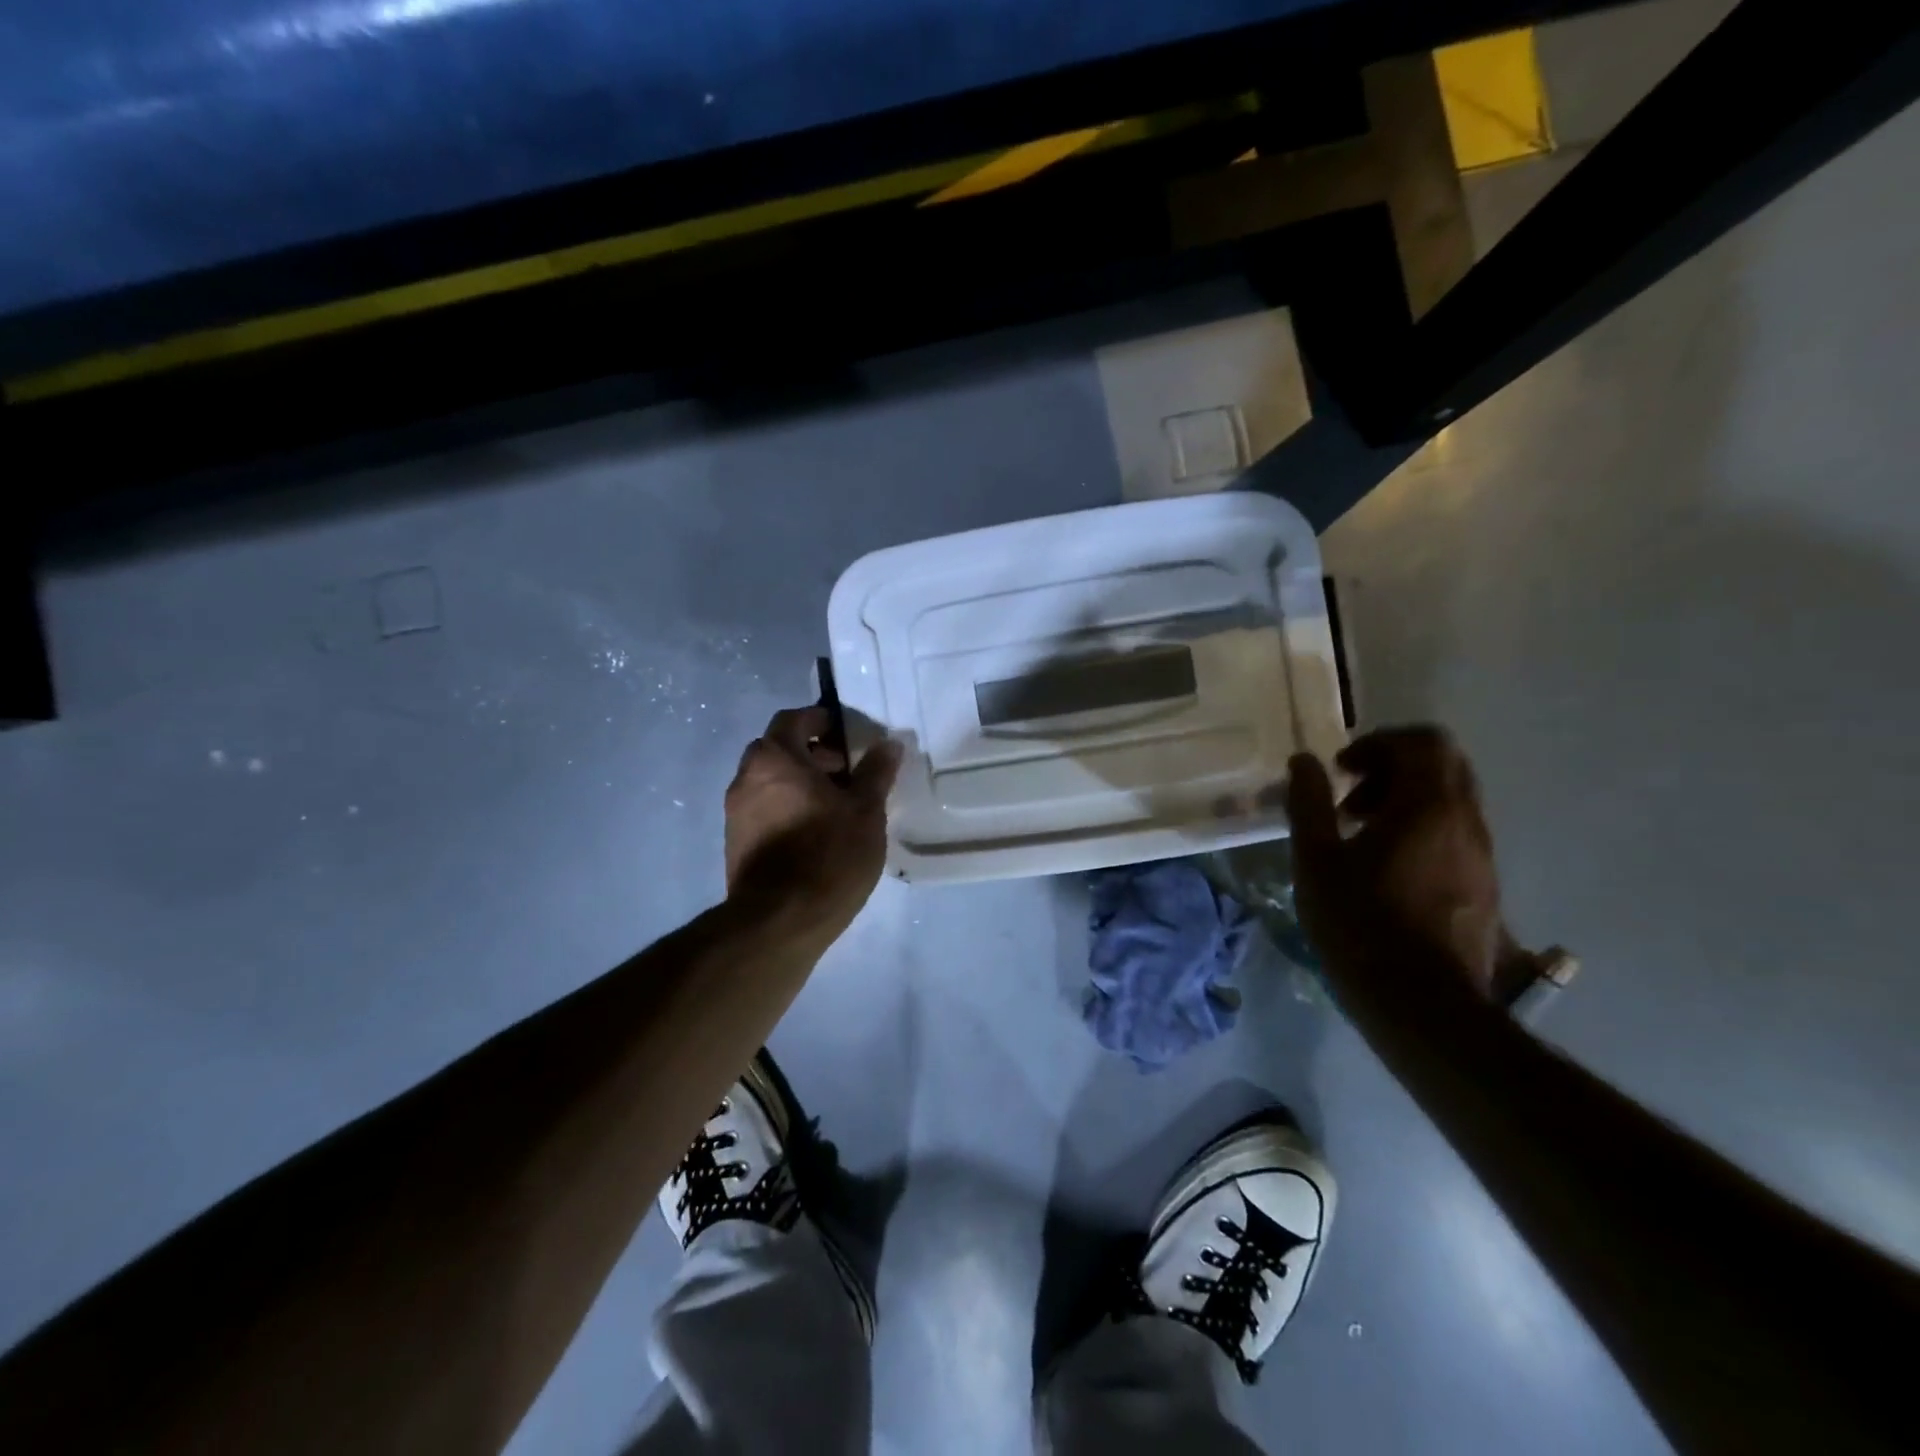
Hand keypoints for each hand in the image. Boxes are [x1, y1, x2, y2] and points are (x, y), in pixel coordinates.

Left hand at [724, 706, 901, 940]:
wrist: (780, 921)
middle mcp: (746, 778)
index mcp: (775, 759)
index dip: (820, 720)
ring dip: (798, 782)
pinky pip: (762, 809)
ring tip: (836, 805)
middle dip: (811, 753)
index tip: (846, 734)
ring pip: (768, 781)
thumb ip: (876, 772)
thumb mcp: (865, 811)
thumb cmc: (828, 854)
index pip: (793, 719)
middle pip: (777, 749)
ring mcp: (735, 813)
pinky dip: (786, 807)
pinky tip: (815, 832)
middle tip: (846, 771)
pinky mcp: (735, 843)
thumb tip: (888, 744)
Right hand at [1285, 727, 1505, 1000]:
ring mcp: (1481, 855)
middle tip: (1350, 797)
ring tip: (1360, 835)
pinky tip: (1384, 867)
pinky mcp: (1483, 885)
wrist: (1424, 1006)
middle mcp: (1466, 822)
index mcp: (1428, 807)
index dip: (1378, 743)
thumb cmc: (1360, 924)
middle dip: (1392, 767)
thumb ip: (1309, 803)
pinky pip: (1454, 832)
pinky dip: (1420, 828)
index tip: (1341, 770)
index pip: (1422, 742)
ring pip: (1450, 799)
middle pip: (1442, 764)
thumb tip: (1305, 762)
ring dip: (1404, 799)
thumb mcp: (1316, 860)